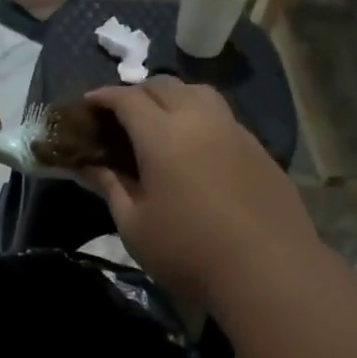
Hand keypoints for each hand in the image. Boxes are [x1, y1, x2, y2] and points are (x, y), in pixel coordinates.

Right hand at [83, 77, 317, 304]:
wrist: (268, 271)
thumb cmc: (188, 251)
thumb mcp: (134, 225)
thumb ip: (110, 187)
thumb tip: (88, 166)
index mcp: (163, 135)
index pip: (128, 99)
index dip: (104, 96)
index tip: (88, 103)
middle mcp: (200, 120)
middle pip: (165, 86)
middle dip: (137, 92)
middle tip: (121, 114)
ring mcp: (235, 132)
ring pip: (200, 93)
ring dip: (173, 96)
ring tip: (161, 120)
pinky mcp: (260, 150)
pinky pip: (223, 117)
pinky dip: (200, 117)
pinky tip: (197, 147)